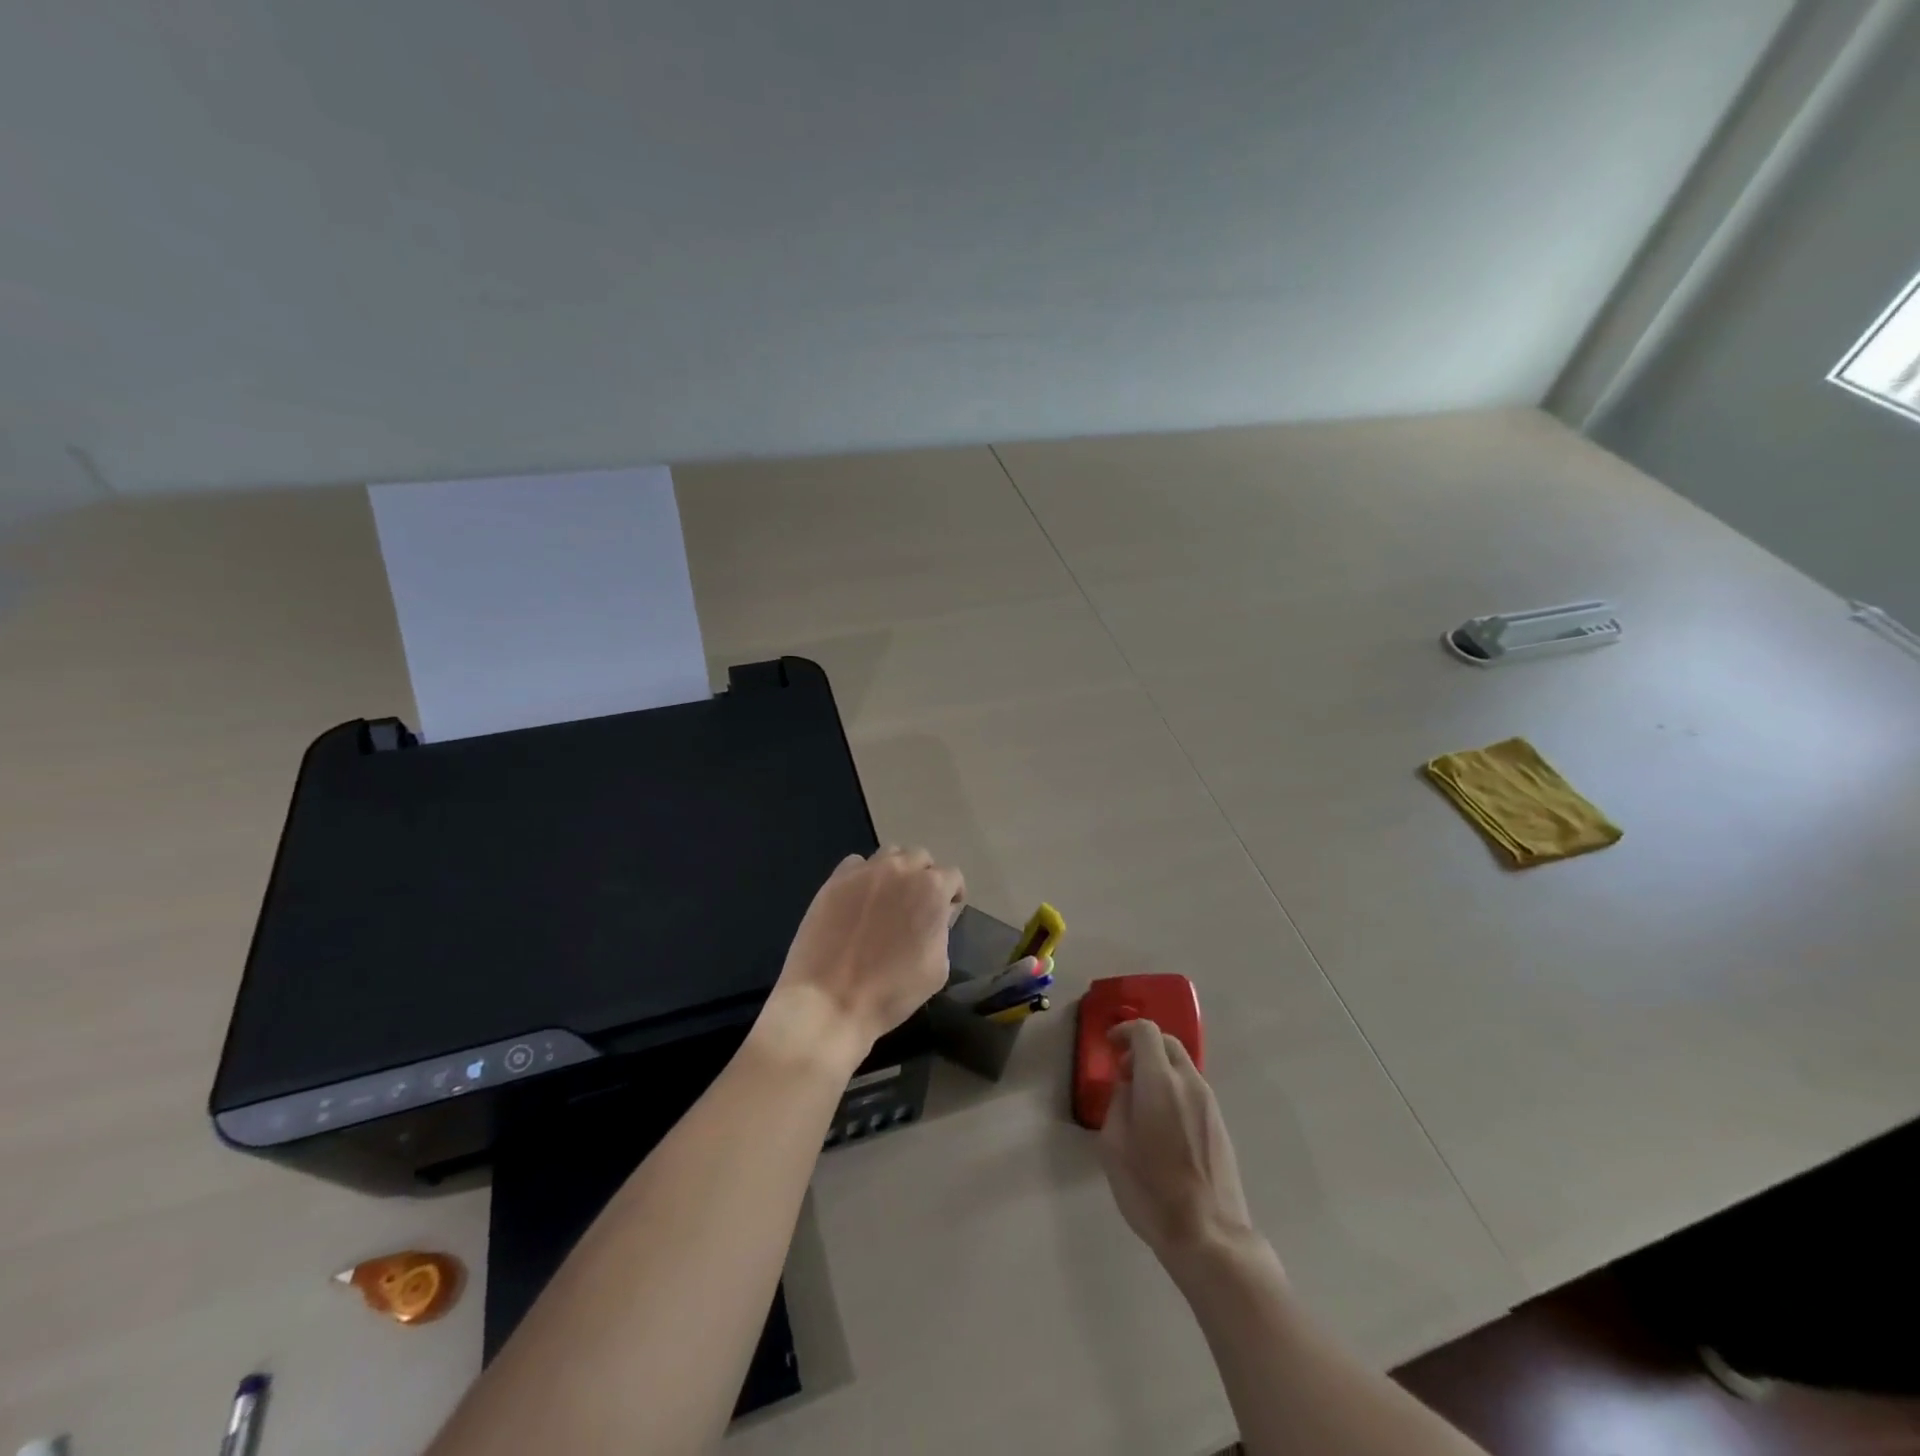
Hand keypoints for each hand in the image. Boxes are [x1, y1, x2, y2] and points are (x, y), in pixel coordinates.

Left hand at [756, 847, 964, 1071]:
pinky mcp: (835, 880)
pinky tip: (858, 899)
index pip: (952, 876)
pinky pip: (856, 864)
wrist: (830, 1002)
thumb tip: (934, 917)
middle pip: (920, 858)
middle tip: (916, 904)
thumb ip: (941, 931)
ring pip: (889, 854)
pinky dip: (863, 875)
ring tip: (888, 896)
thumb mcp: (937, 968)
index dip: (952, 894)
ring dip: (896, 870)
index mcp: (931, 890)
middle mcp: (900, 870)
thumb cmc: (892, 992)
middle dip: (924, 876)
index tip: (947, 911)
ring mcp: (865, 872)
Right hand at [1099, 1020, 1262, 1271]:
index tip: (1109, 1046)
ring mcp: (1209, 1103)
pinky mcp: (1220, 1124)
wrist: (1209, 1236)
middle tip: (1123, 1072)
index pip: (1146, 1031)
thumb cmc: (1151, 1191)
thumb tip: (1128, 1088)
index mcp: (1160, 1082)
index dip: (1125, 1030)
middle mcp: (1189, 1083)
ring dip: (1160, 1069)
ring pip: (1183, 1066)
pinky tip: (1162, 1122)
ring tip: (1141, 1101)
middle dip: (1143, 1047)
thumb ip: (1118, 1104)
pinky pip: (1193, 1089)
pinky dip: (1174, 1088)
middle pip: (1168, 1042)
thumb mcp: (1114, 1146)